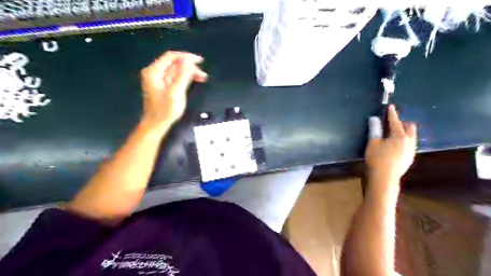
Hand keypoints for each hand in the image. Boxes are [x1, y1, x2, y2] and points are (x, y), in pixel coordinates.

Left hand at [140, 50, 205, 125]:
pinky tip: (195, 80)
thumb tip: (188, 60)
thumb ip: (182, 75)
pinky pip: (177, 77)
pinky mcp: (165, 86)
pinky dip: (186, 77)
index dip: (186, 57)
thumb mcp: (175, 92)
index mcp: (154, 71)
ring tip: (203, 77)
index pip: (171, 57)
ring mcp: (160, 79)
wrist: (157, 124)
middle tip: (203, 72)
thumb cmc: (165, 110)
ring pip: (177, 70)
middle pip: (175, 63)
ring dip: (190, 72)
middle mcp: (156, 73)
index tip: (200, 61)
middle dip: (190, 66)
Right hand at [366, 105, 415, 185]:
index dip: (392, 114)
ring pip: (411, 137)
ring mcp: (411, 151)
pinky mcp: (409, 159)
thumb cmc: (377, 159)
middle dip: (402, 123)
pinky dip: (404, 141)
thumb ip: (375, 129)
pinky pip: (409, 145)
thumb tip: (374, 118)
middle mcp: (409, 142)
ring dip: (404, 133)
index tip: (391, 107)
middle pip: (410, 127)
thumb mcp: (373, 143)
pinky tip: (395, 146)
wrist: (385, 178)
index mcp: (400, 136)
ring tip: (393, 134)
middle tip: (392, 123)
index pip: (395, 122)